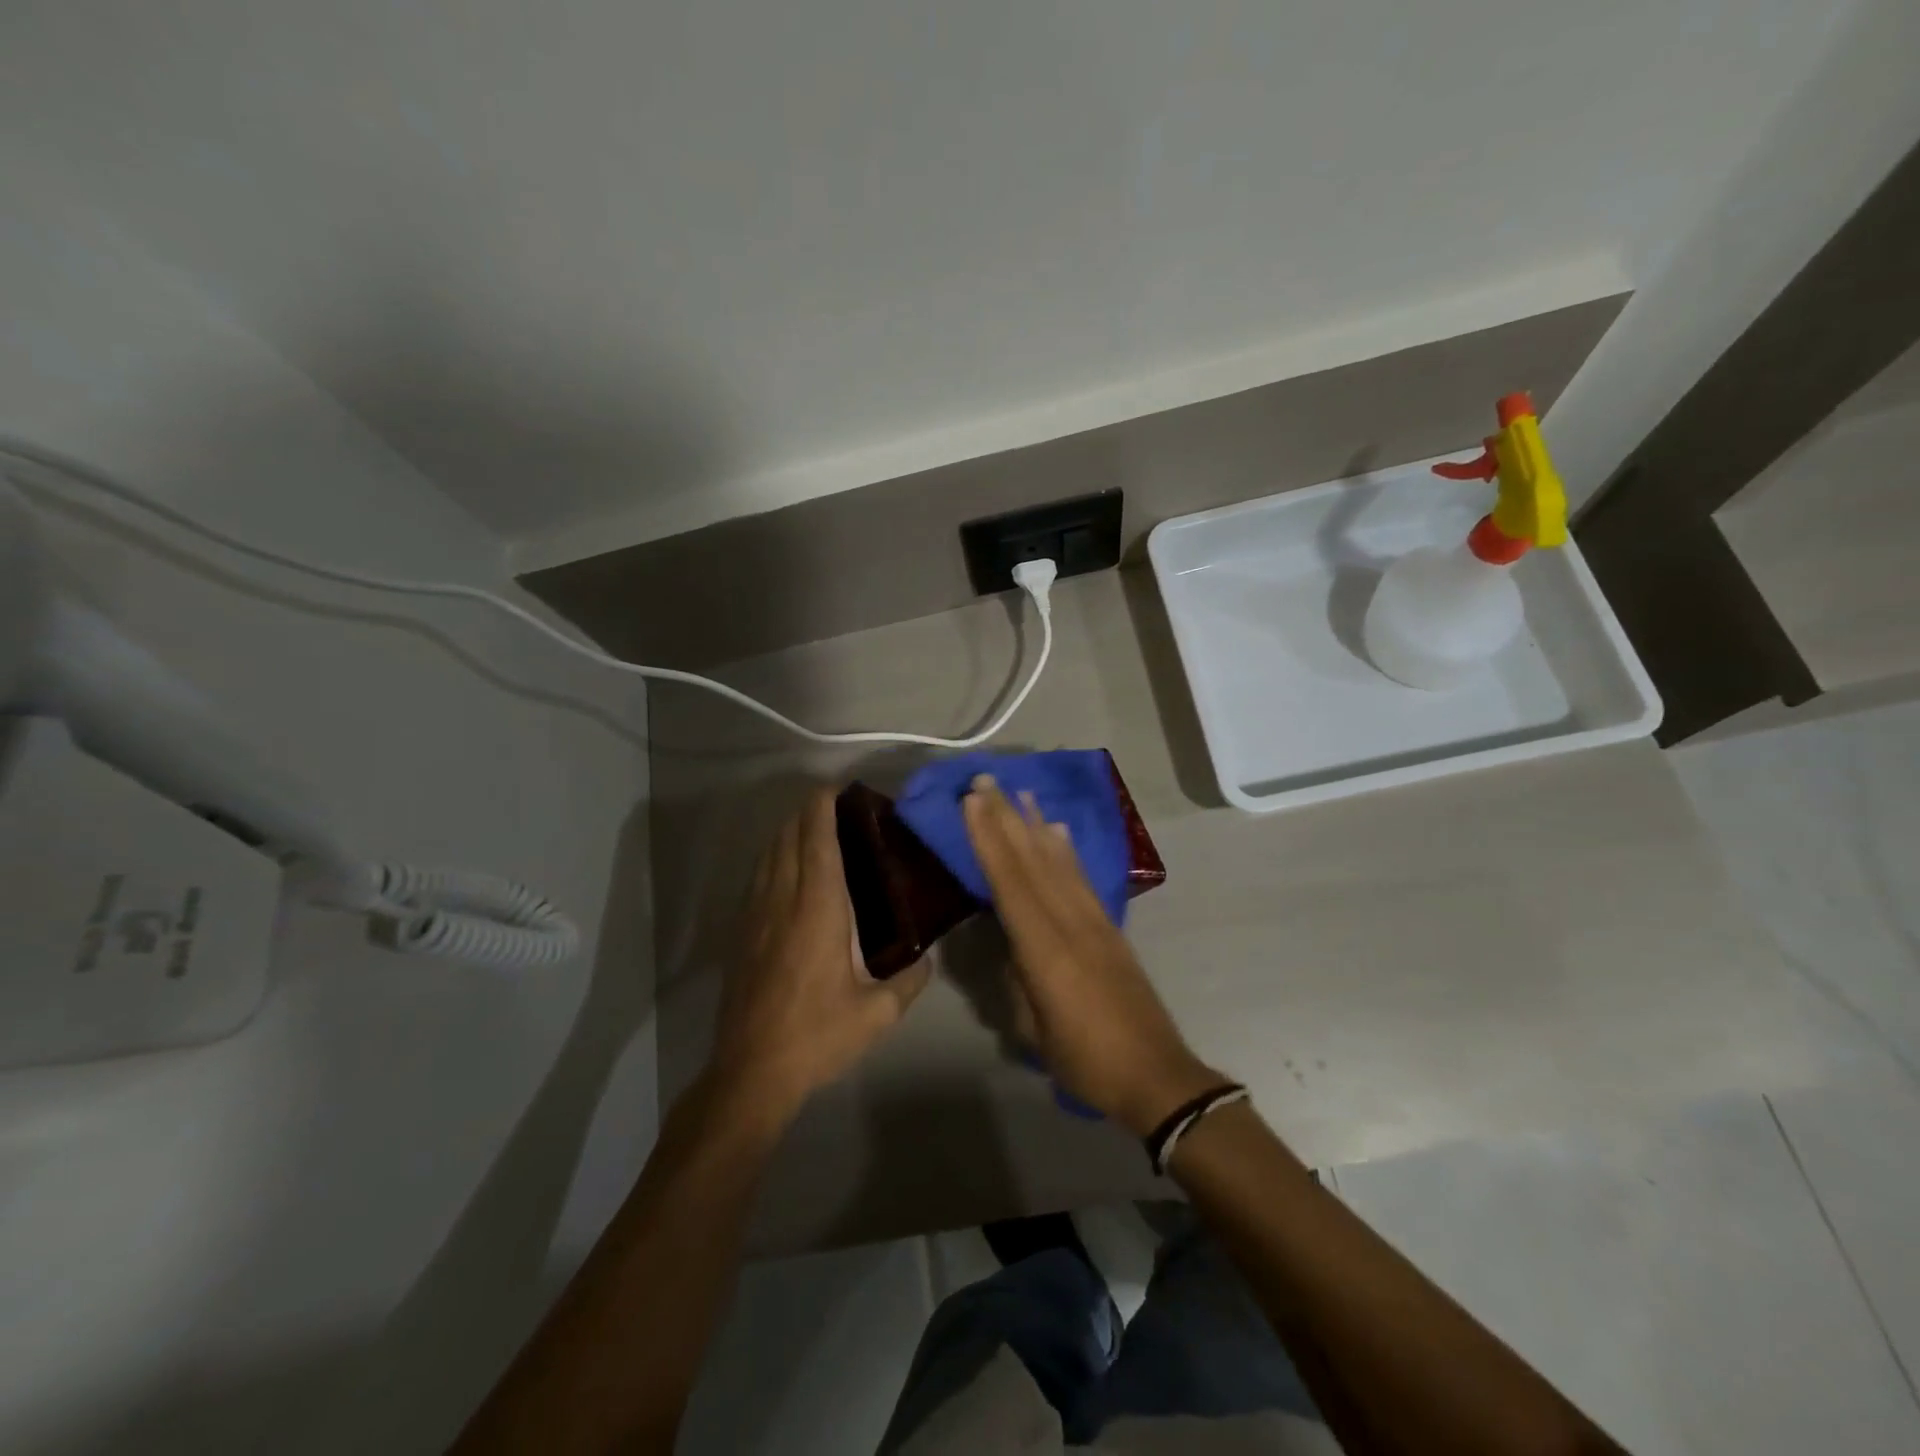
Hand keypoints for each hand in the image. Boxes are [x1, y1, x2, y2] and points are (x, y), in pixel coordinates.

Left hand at [709, 787, 931, 1122]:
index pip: (818, 840)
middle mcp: (783, 900)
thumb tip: (929, 958)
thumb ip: (910, 981)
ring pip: (768, 853)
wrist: (751, 1071)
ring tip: (813, 828)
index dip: (824, 806)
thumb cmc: (817, 1036)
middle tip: (837, 806)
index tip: (840, 789)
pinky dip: (773, 857)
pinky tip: (787, 869)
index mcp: (818, 909)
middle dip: (808, 811)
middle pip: (789, 836)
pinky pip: (757, 877)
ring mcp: (756, 914)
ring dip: (788, 831)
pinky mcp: (741, 932)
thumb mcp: (876, 1014)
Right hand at [963, 776, 1221, 1136]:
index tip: (972, 802)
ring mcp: (1095, 921)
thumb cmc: (1087, 1062)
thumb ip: (1016, 980)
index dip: (989, 840)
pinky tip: (1057, 830)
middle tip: (986, 780)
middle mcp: (1071, 923)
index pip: (1010, 883)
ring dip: (1034, 824)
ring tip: (1018, 792)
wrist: (1157, 1075)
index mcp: (1045, 951)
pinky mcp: (1111, 927)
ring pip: (1058, 862)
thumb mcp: (1034, 1031)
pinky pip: (1082, 877)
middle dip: (1006, 818)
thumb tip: (1006, 944)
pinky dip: (1066, 849)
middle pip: (1032, 861)